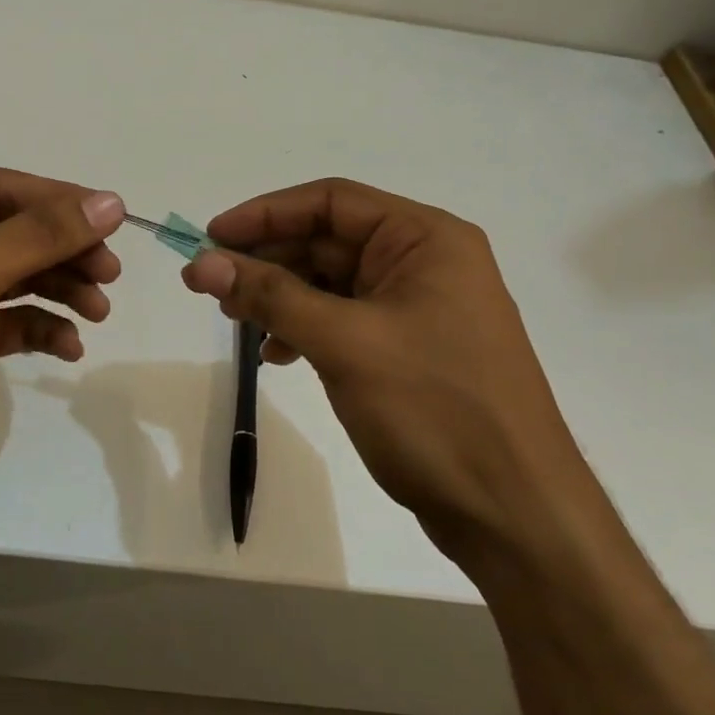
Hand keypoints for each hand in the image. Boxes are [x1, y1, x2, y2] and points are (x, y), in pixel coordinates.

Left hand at [0, 169, 123, 599]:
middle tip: (110, 273)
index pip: (0, 188)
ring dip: (60, 289)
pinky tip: (69, 345)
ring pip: (17, 277)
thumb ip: (37, 236)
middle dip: (64, 250)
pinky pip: (11, 322)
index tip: (113, 220)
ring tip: (99, 310)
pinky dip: (42, 328)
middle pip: (13, 232)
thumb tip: (110, 201)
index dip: (58, 201)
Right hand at [187, 178, 714, 714]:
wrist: (512, 512)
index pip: (331, 202)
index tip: (211, 236)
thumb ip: (270, 296)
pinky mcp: (408, 349)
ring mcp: (417, 308)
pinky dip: (303, 329)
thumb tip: (201, 262)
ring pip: (330, 283)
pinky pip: (342, 320)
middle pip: (327, 240)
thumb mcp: (344, 343)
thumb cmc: (435, 409)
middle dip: (266, 260)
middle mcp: (424, 263)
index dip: (265, 213)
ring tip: (235, 320)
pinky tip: (275, 354)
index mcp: (425, 239)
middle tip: (209, 283)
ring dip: (279, 296)